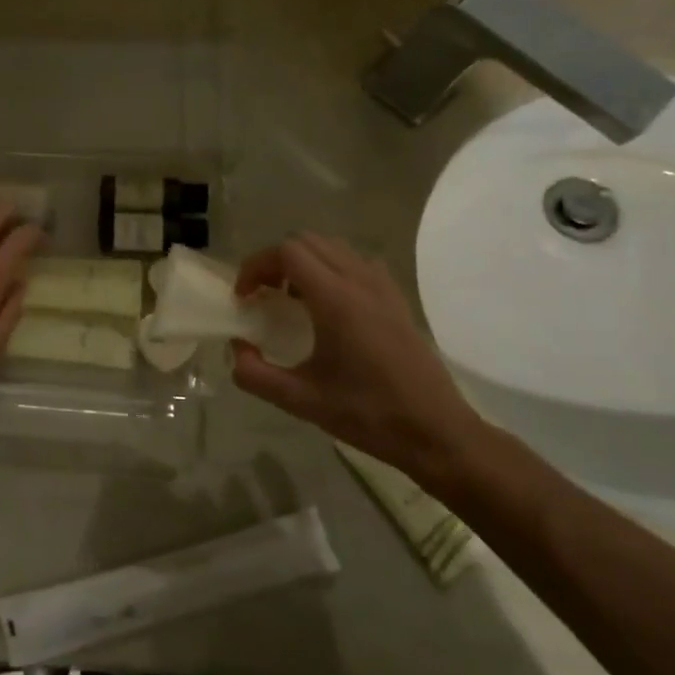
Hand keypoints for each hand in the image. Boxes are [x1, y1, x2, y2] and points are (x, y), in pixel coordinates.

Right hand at [230, 233, 484, 484]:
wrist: (437, 432)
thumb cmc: (368, 415)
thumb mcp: (300, 400)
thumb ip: (254, 374)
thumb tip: (237, 348)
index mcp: (336, 299)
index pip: (287, 252)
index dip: (256, 266)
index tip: (244, 297)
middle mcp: (360, 282)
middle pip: (308, 242)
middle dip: (275, 261)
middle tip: (262, 294)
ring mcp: (383, 288)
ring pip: (333, 248)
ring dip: (303, 262)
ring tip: (290, 298)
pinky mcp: (397, 300)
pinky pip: (356, 263)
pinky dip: (331, 269)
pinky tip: (326, 306)